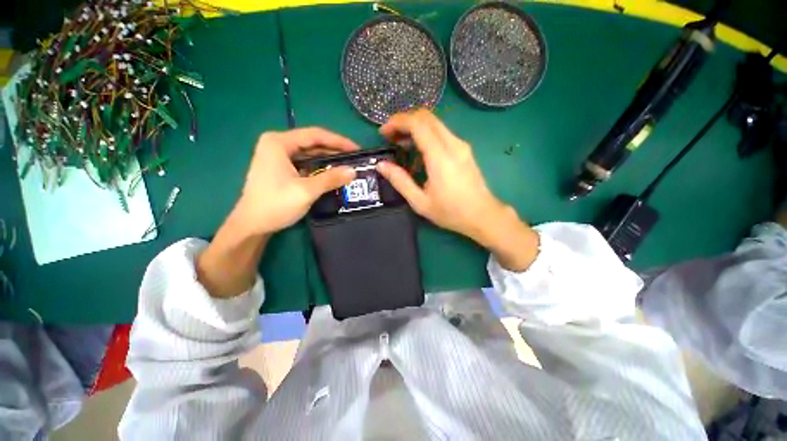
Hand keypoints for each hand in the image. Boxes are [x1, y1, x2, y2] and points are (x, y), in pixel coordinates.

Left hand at [234, 128, 358, 235]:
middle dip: (335, 150)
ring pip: (309, 153)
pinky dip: (319, 167)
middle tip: (355, 159)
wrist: (252, 225)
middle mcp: (277, 144)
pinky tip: (332, 173)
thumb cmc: (275, 205)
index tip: (357, 149)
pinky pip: (305, 163)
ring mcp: (278, 156)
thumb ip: (331, 179)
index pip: (315, 135)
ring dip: (328, 159)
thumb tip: (353, 171)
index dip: (339, 141)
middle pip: (312, 143)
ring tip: (348, 165)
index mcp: (279, 143)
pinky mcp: (280, 168)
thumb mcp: (306, 191)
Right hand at [376, 110, 538, 270]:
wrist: (482, 215)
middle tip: (390, 137)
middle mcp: (453, 144)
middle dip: (404, 121)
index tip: (383, 132)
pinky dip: (425, 135)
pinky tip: (419, 154)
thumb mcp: (420, 202)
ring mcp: (461, 145)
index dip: (397, 122)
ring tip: (401, 145)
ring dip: (415, 128)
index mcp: (440, 157)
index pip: (418, 123)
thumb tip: (381, 165)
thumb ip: (400, 181)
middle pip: (426, 117)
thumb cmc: (451, 212)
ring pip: (435, 123)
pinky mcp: (464, 149)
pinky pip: (442, 133)